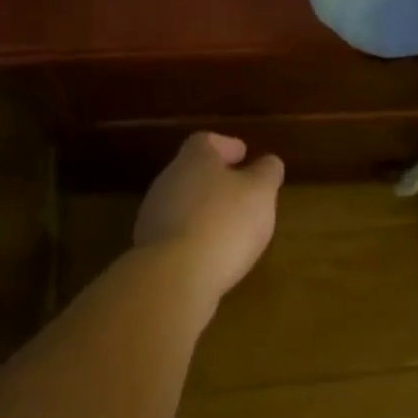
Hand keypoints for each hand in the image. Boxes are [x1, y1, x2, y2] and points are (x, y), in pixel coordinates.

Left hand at [134, 133, 283, 312]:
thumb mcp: (260, 193)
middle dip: (216, 180)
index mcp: (194, 159)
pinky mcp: (148, 248)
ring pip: (183, 203)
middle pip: (192, 171)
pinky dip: (194, 236)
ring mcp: (153, 215)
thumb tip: (268, 162)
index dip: (226, 145)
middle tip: (241, 192)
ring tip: (230, 226)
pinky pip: (176, 233)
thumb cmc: (224, 222)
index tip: (243, 154)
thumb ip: (266, 173)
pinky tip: (212, 252)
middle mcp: (168, 180)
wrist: (173, 277)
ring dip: (204, 210)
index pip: (206, 141)